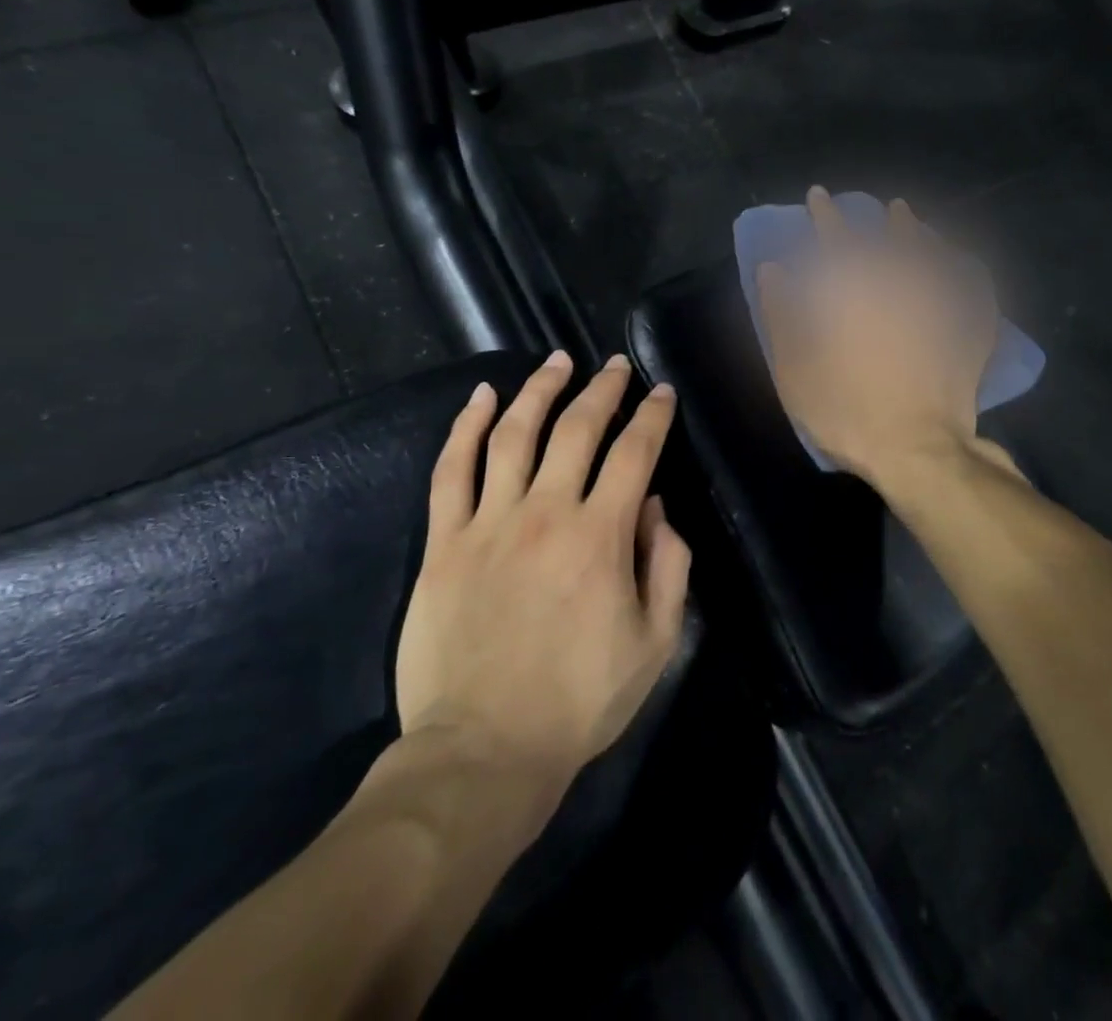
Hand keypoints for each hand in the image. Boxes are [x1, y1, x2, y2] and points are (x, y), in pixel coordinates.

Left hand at [394, 351, 690, 790]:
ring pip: (514, 433)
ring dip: (539, 390)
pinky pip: (451, 470)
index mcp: (601, 535)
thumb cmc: (579, 700)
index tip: (662, 392)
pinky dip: (465, 428)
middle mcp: (546, 512)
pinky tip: (480, 398)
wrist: (483, 751)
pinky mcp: (444, 542)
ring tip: (557, 361)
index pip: (634, 453)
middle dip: (602, 388)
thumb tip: (655, 508)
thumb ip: (667, 566)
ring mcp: (489, 522)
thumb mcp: (655, 642)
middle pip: (577, 428)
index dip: (653, 415)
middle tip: (614, 364)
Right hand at [758, 188, 996, 488]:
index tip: (819, 195)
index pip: (838, 240)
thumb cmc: (847, 413)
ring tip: (913, 222)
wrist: (917, 452)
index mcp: (856, 295)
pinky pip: (974, 290)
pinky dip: (967, 272)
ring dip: (921, 235)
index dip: (826, 215)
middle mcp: (901, 289)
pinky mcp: (968, 333)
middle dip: (882, 219)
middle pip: (893, 241)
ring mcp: (940, 309)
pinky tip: (965, 264)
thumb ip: (782, 316)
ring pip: (934, 257)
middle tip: (882, 205)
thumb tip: (772, 270)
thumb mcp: (795, 371)